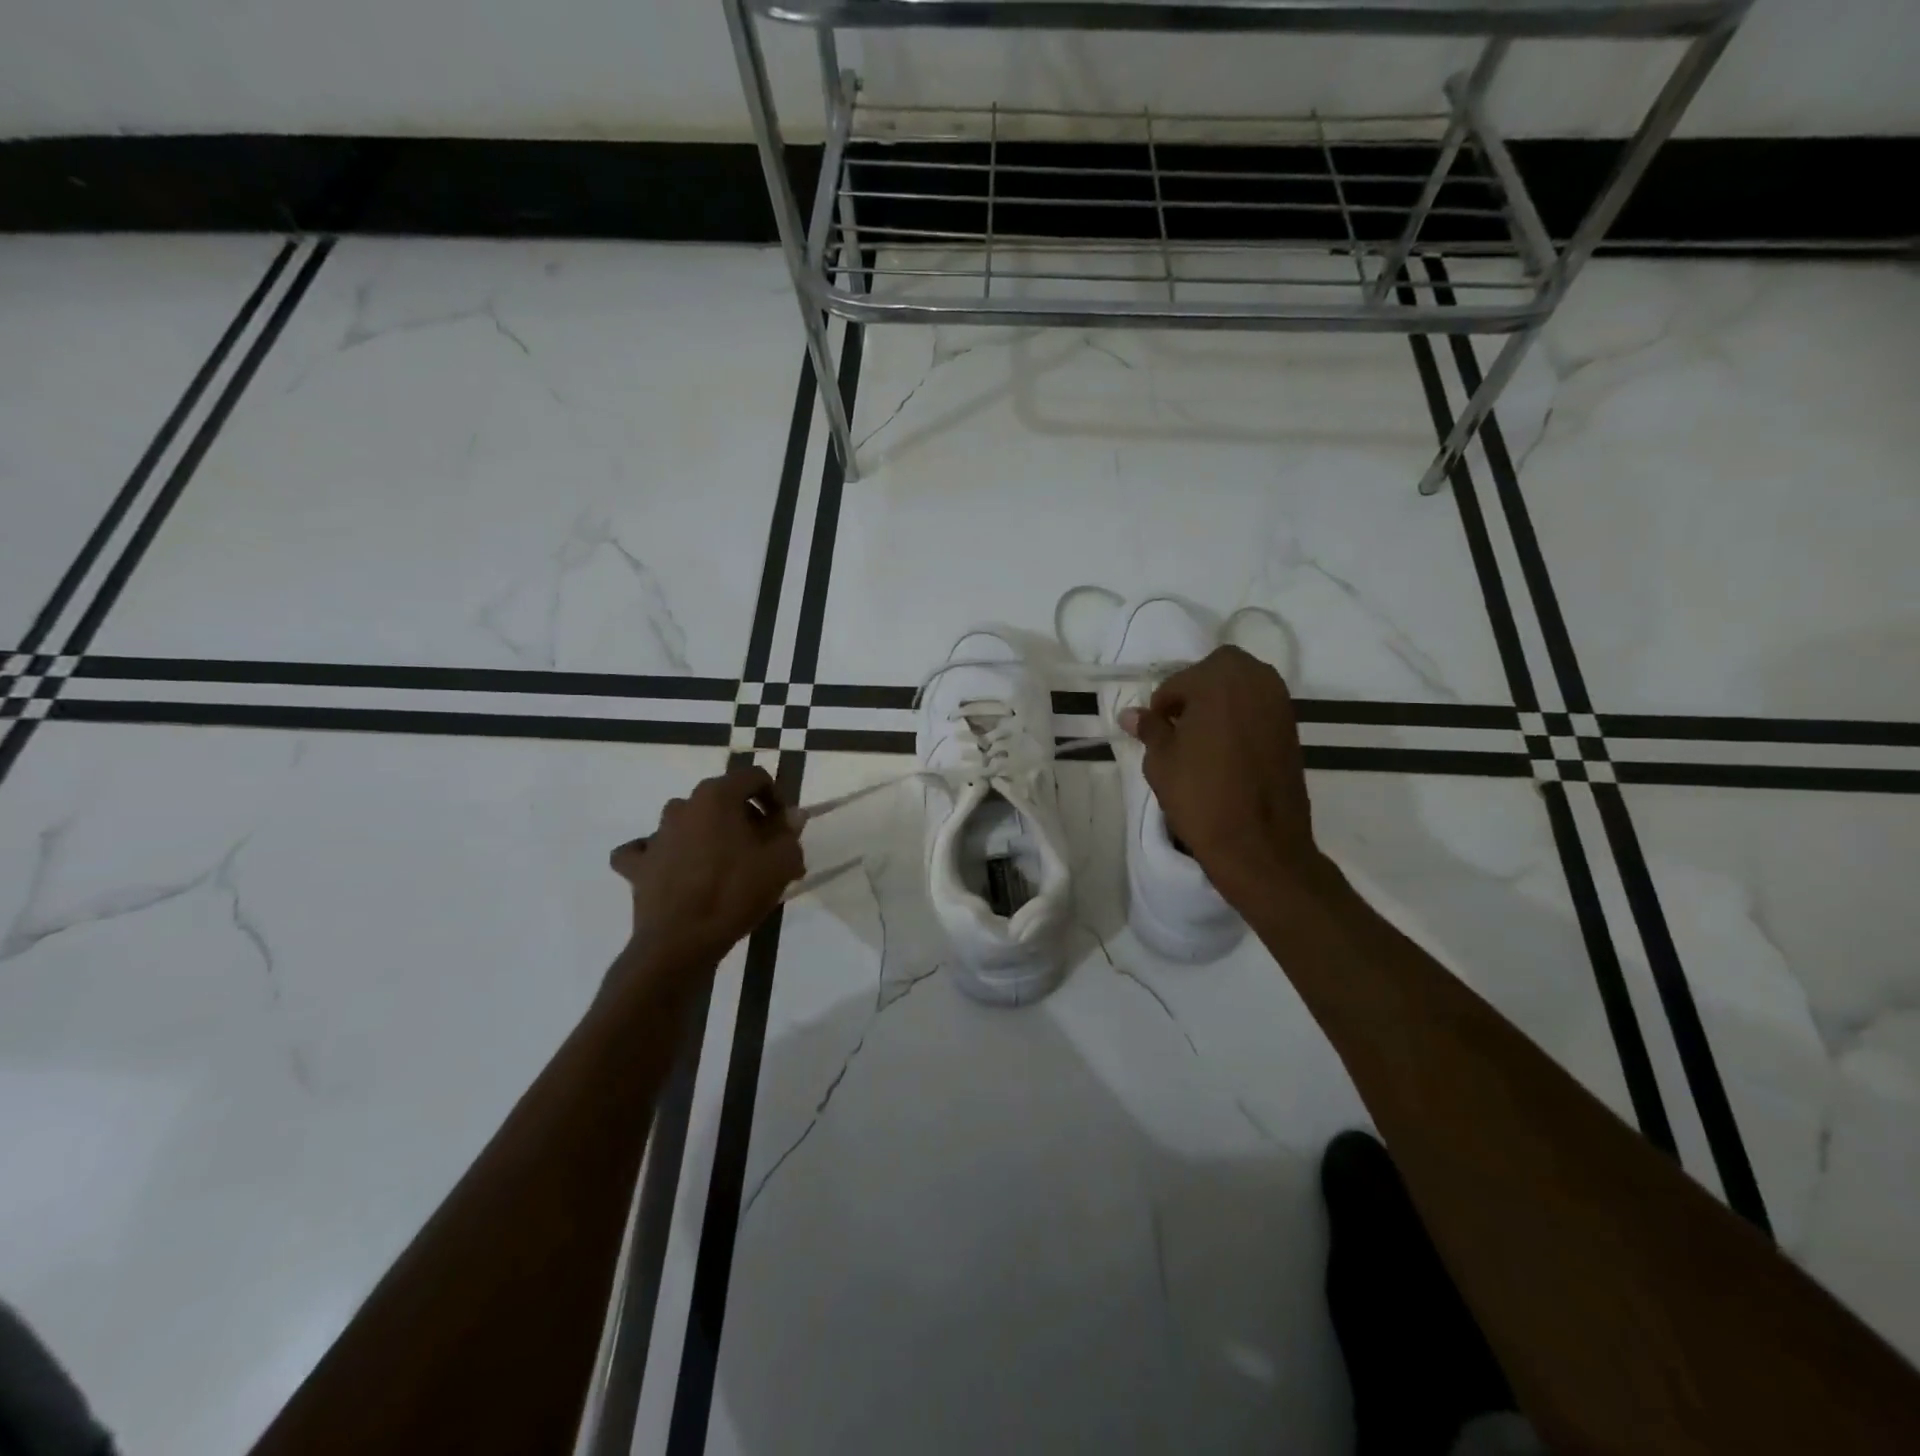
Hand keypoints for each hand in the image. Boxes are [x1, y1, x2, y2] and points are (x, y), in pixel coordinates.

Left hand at [607, 766, 803, 987]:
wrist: (681, 942)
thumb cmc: (736, 893)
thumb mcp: (782, 862)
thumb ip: (789, 832)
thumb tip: (792, 816)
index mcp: (717, 796)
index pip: (754, 777)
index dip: (775, 797)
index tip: (785, 827)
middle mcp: (683, 806)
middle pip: (722, 799)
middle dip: (746, 818)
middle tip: (764, 850)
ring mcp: (656, 835)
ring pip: (688, 821)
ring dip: (709, 834)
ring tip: (727, 865)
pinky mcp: (638, 865)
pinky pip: (647, 850)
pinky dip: (661, 854)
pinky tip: (673, 868)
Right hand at [1120, 645, 1321, 903]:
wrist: (1259, 843)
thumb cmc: (1201, 796)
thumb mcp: (1161, 761)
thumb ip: (1150, 729)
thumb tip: (1130, 713)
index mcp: (1219, 680)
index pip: (1178, 681)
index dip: (1162, 707)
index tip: (1156, 733)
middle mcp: (1256, 680)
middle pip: (1218, 670)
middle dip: (1196, 690)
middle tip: (1180, 727)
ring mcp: (1280, 703)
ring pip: (1243, 686)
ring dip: (1221, 701)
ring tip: (1203, 739)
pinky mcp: (1293, 728)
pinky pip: (1260, 707)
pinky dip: (1242, 717)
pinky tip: (1227, 750)